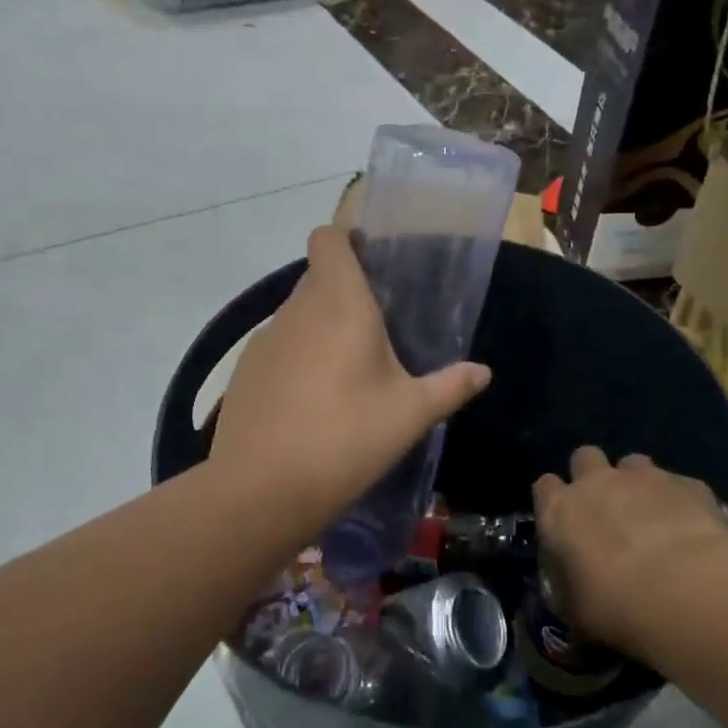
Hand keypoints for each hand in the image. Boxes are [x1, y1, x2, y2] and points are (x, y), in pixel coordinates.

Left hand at [212, 225, 491, 531]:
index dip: (347, 239)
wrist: (262, 489)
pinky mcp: (244, 372)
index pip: (329, 238)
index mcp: (339, 302)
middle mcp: (296, 309)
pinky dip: (298, 359)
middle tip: (379, 329)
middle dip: (345, 292)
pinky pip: (279, 348)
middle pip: (318, 278)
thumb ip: (449, 386)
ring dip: (322, 329)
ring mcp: (264, 340)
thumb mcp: (410, 414)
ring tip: (349, 372)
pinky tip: (313, 402)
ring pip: (298, 315)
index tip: (373, 261)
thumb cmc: (347, 437)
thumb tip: (482, 372)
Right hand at [533, 448, 727, 657]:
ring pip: (634, 463)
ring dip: (638, 484)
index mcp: (560, 511)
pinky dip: (682, 501)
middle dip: (593, 476)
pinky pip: (680, 485)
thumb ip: (569, 586)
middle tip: (607, 509)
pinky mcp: (688, 483)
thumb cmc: (615, 607)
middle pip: (585, 457)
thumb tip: (573, 585)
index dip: (554, 500)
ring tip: (653, 517)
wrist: (686, 593)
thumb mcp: (575, 610)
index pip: (544, 487)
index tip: (566, 521)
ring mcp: (645, 477)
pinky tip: (694, 530)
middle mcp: (597, 482)